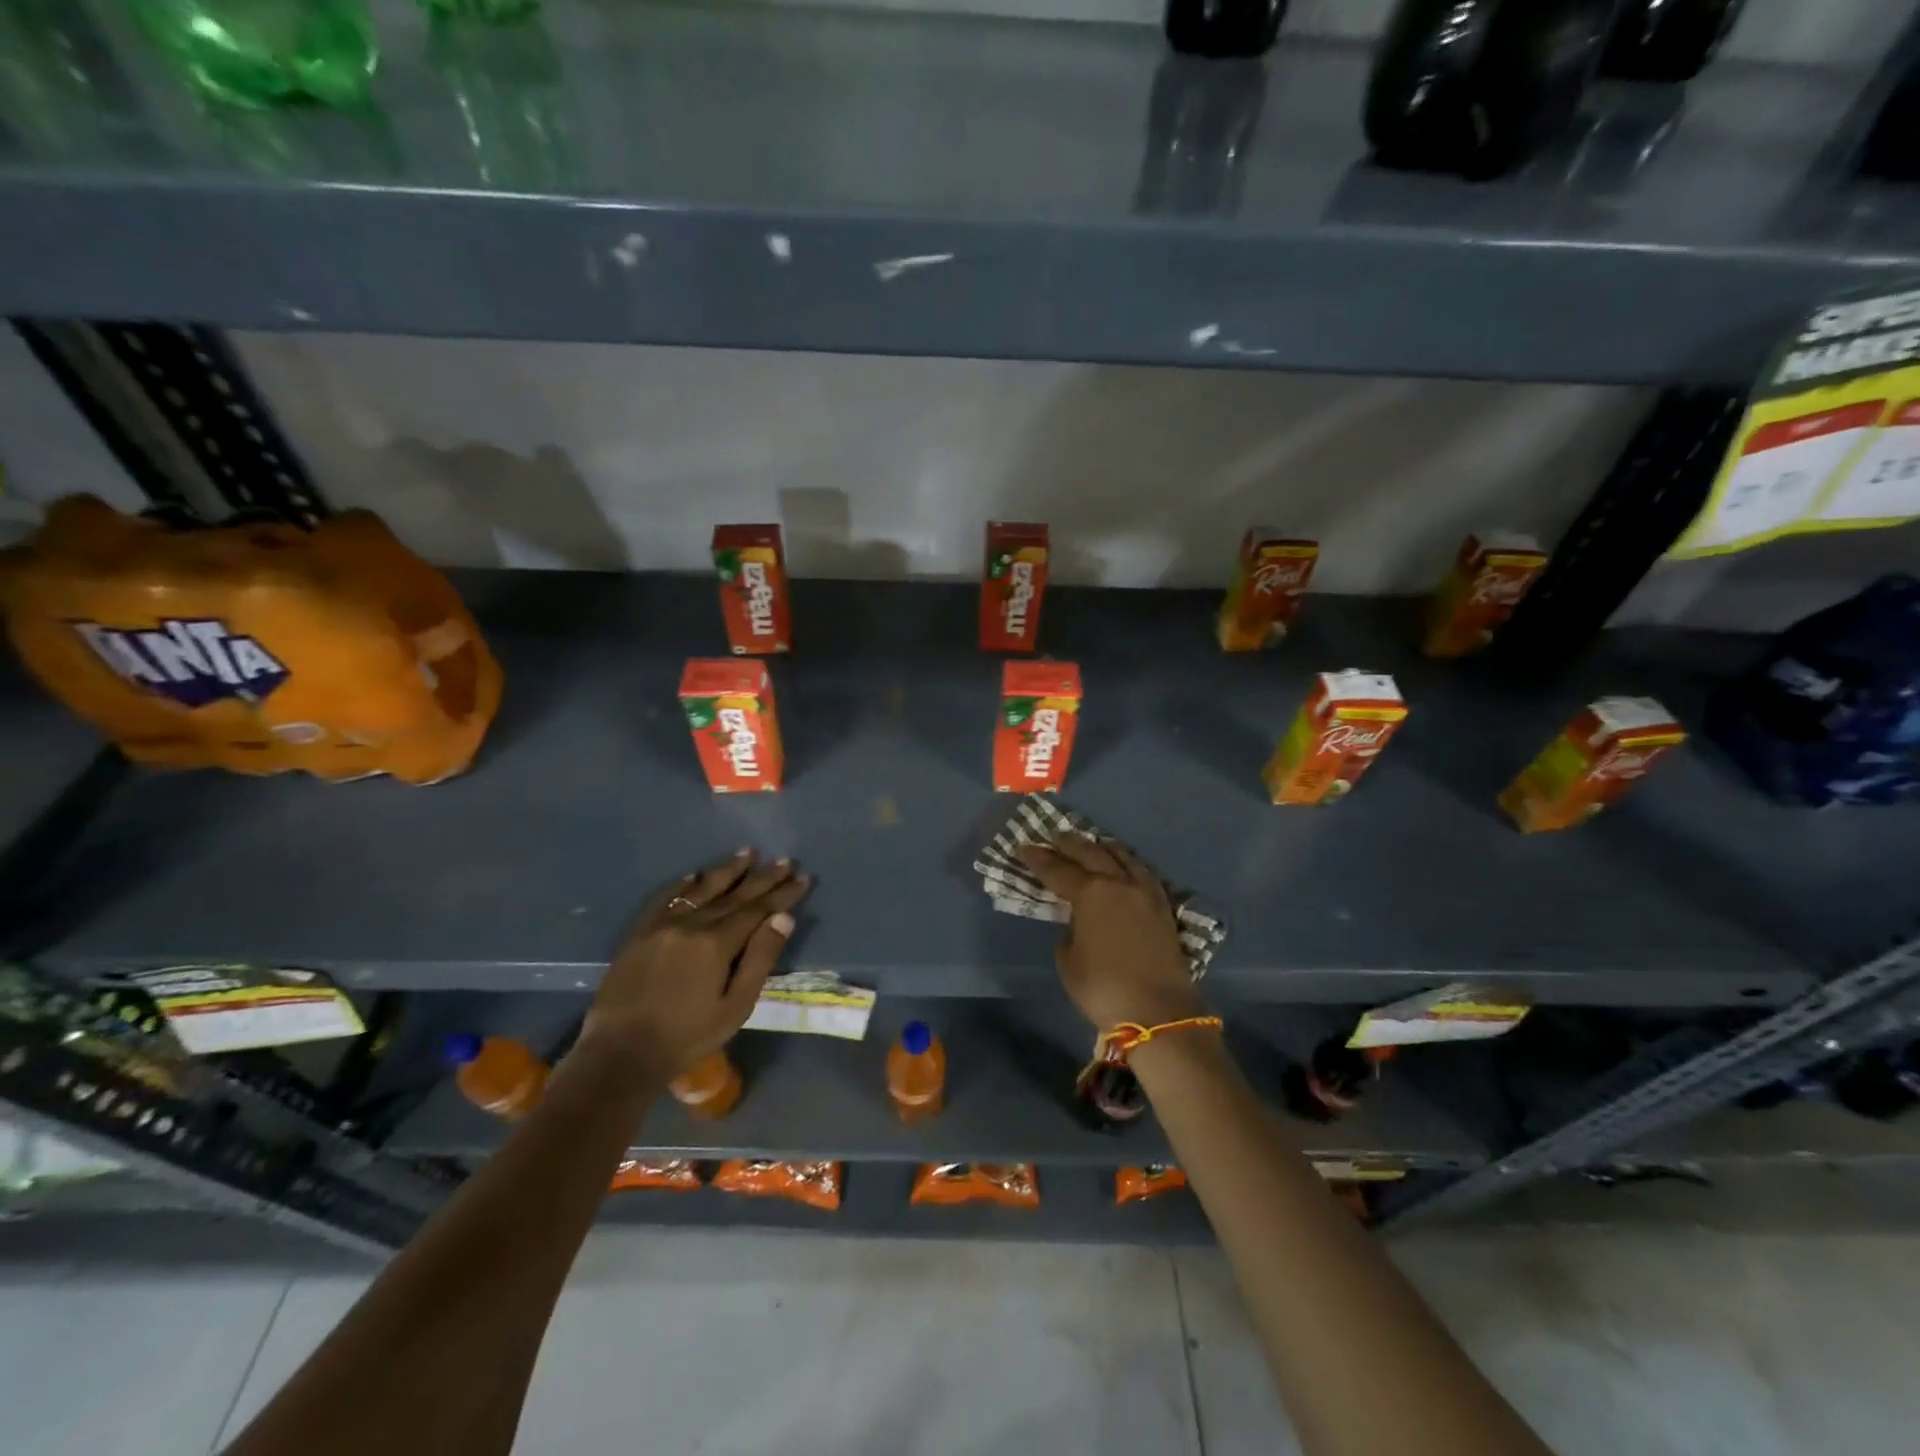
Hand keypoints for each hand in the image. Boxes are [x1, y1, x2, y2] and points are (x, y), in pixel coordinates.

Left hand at [578, 849, 809, 1078]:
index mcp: (717, 943)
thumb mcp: (735, 1006)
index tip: (804, 877)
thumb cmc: (687, 1036)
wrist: (621, 1054)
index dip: (783, 893)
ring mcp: (662, 925)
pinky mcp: (639, 933)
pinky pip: (664, 899)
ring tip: (747, 852)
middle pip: (734, 895)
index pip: (758, 909)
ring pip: (701, 890)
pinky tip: (693, 875)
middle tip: (784, 860)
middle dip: (762, 878)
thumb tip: (783, 918)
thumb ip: (760, 959)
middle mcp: (691, 924)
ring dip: (726, 870)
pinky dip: (682, 885)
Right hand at [1017, 835, 1203, 1032]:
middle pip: (1091, 853)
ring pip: (1122, 856)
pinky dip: (1127, 862)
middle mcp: (1118, 883)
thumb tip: (1078, 923)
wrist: (1158, 1011)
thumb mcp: (1069, 962)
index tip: (1023, 848)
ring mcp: (1144, 892)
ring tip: (1091, 843)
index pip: (1058, 869)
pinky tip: (1123, 865)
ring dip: (1102, 847)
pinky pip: (1141, 871)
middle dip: (1069, 843)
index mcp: (1090, 893)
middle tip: (1054, 837)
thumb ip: (1069, 933)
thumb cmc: (1103, 988)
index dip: (1038, 859)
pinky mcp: (1163, 906)